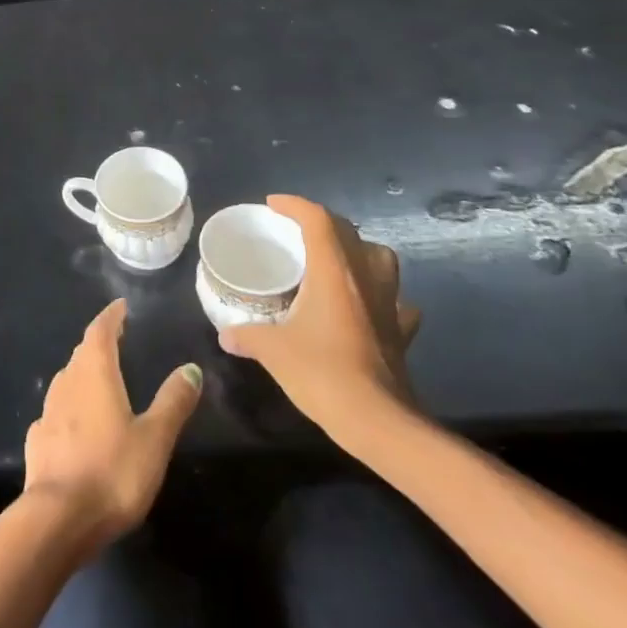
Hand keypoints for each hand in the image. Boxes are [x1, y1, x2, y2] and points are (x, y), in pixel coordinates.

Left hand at [22, 299, 201, 556]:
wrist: (57, 519)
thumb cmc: (112, 472)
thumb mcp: (154, 439)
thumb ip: (172, 402)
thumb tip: (191, 368)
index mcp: (94, 373)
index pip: (100, 331)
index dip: (111, 316)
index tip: (121, 307)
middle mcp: (67, 382)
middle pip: (82, 353)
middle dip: (99, 343)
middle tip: (116, 339)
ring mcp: (47, 411)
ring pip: (68, 380)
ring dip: (84, 374)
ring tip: (100, 378)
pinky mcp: (37, 440)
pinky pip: (57, 411)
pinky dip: (70, 407)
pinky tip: (77, 422)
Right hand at [218, 194, 420, 445]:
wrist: (379, 423)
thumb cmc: (323, 374)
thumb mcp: (274, 352)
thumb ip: (248, 336)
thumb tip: (226, 334)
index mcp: (333, 271)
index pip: (317, 219)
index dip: (294, 205)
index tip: (272, 205)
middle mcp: (364, 278)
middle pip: (347, 231)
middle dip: (321, 222)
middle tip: (295, 231)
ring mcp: (389, 304)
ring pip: (381, 259)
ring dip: (358, 251)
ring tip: (335, 262)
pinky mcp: (401, 332)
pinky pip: (396, 301)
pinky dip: (381, 296)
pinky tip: (367, 308)